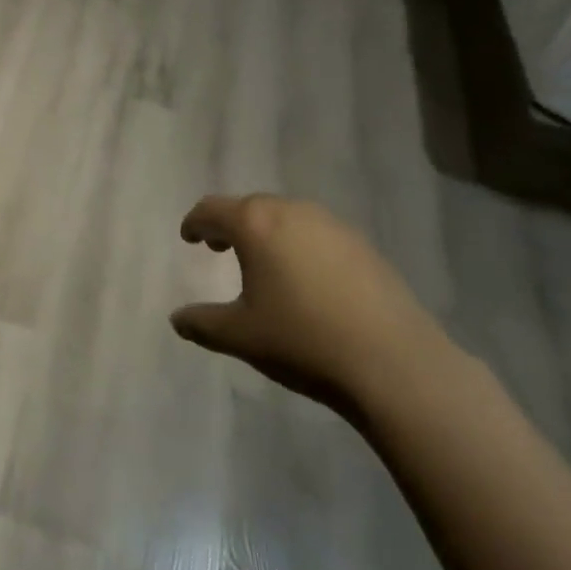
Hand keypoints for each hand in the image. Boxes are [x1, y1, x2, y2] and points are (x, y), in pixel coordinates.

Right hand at [171, 193, 454, 419]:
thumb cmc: (303, 340)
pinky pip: (317, 233)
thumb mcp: (242, 336)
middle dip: (231, 225)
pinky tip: (307, 279)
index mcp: (255, 223)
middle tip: (220, 249)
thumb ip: (203, 323)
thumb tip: (177, 319)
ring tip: (263, 263)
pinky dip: (299, 245)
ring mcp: (331, 224)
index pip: (213, 209)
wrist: (393, 363)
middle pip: (250, 207)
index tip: (189, 237)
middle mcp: (291, 211)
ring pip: (286, 217)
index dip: (195, 222)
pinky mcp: (362, 244)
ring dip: (267, 232)